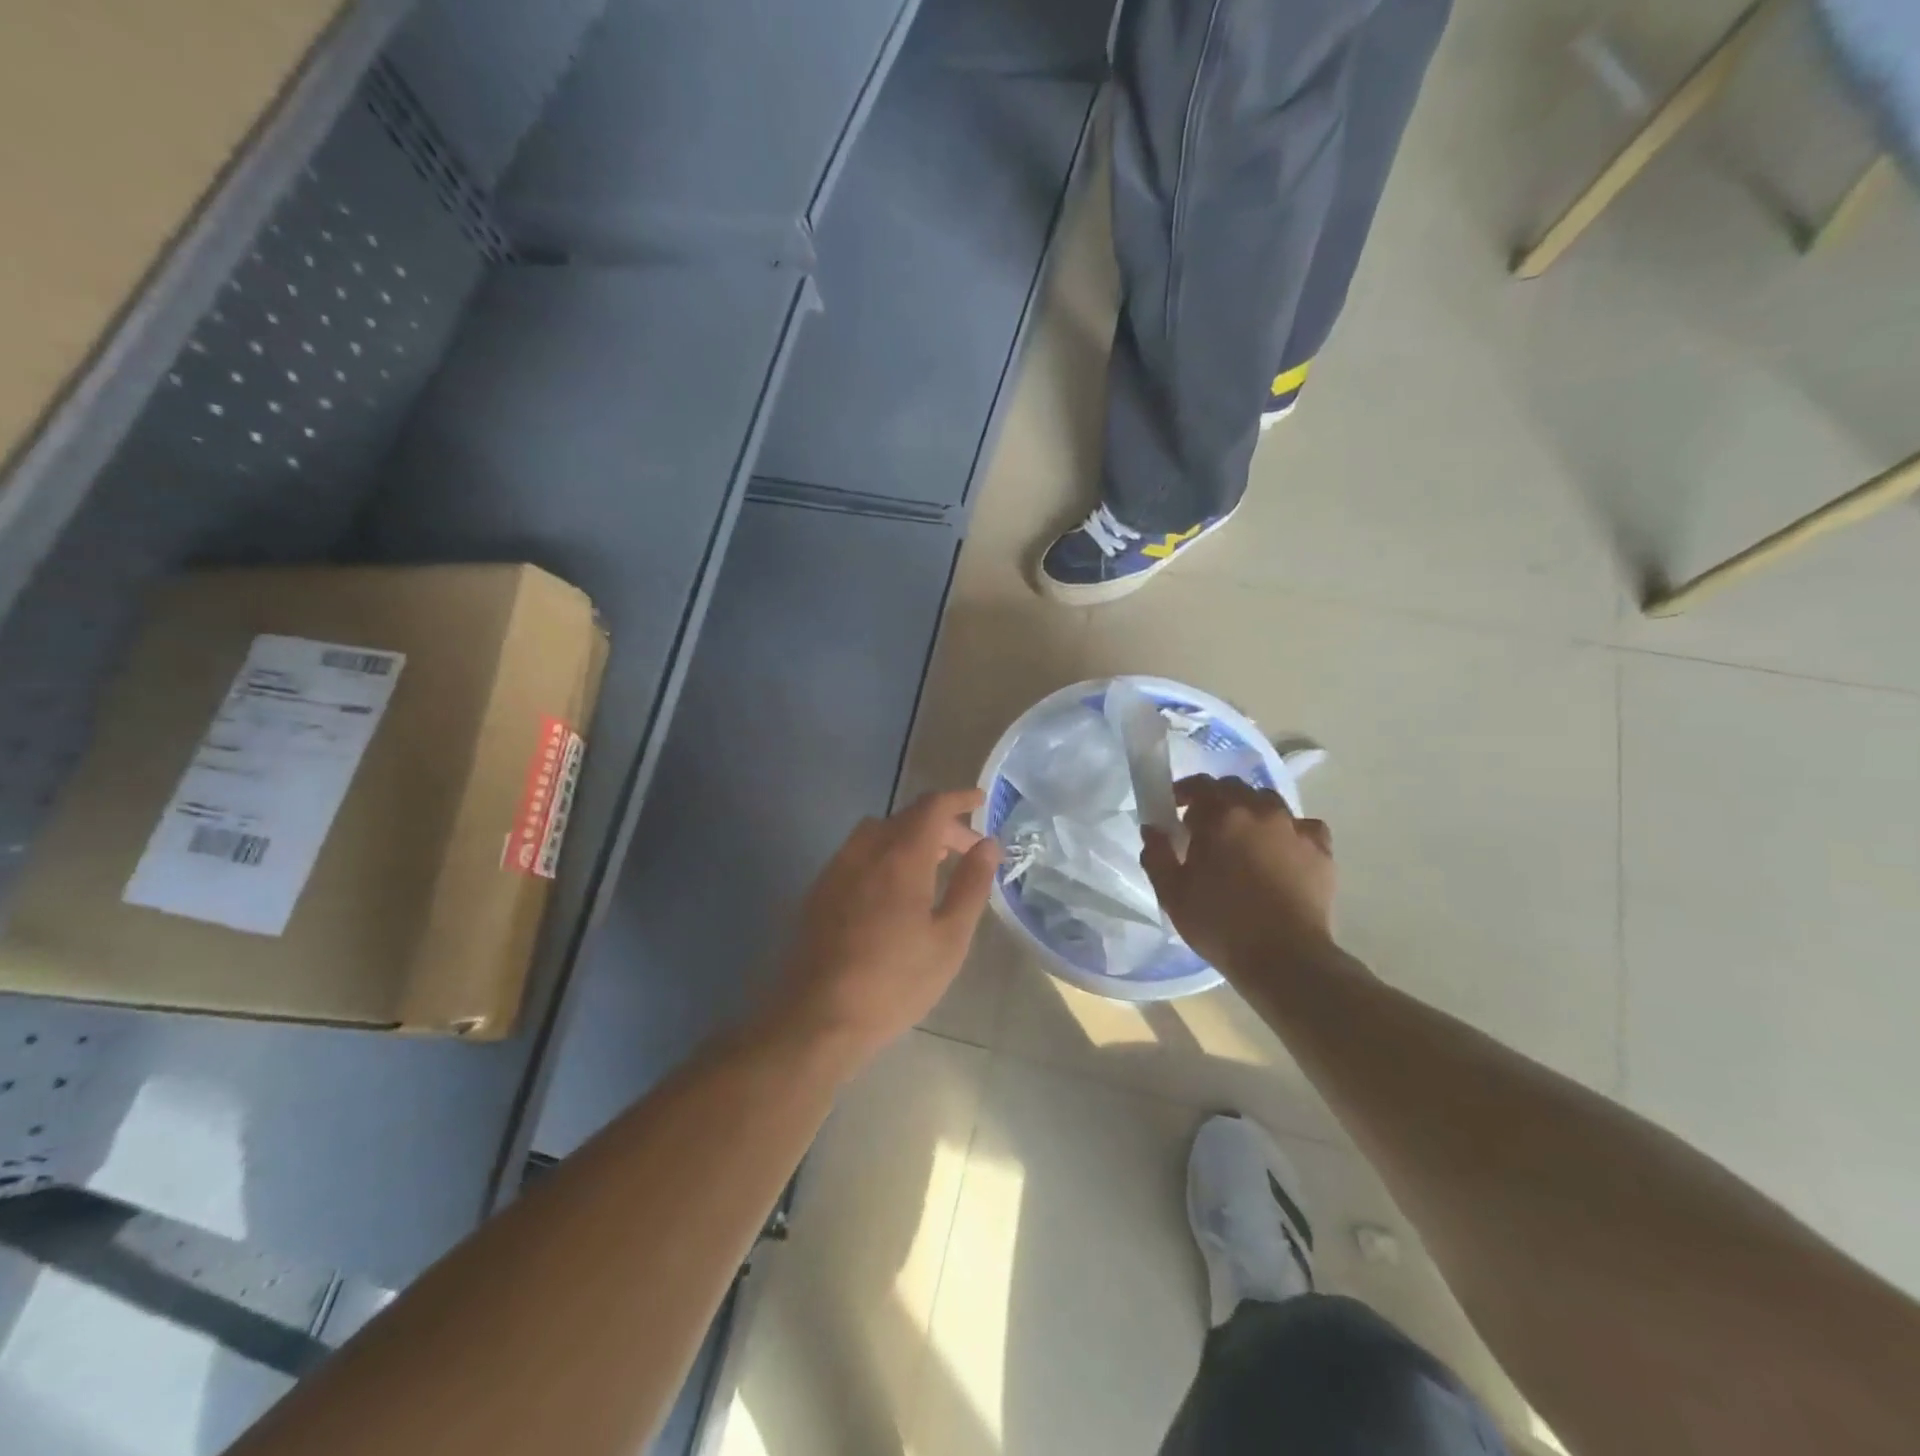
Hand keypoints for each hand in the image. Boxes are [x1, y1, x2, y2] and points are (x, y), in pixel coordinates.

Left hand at [770, 789, 999, 1072]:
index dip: (958, 798)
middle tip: (967, 851)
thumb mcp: (949, 939)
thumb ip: (970, 885)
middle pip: (906, 817)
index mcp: (901, 856)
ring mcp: (836, 868)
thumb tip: (987, 844)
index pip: (932, 806)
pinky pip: (857, 853)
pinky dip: (884, 853)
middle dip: (941, 825)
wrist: (816, 1017)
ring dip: (909, 837)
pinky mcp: (818, 890)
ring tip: (931, 866)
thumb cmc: (894, 982)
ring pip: (878, 832)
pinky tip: (892, 890)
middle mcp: (865, 850)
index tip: (980, 800)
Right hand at [1140, 776, 1337, 975]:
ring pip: (1269, 803)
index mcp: (1221, 817)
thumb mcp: (1172, 894)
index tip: (1174, 808)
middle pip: (1235, 789)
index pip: (1200, 785)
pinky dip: (1289, 832)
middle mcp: (1260, 812)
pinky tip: (1283, 851)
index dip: (1184, 792)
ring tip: (1244, 838)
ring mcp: (1295, 828)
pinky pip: (1303, 827)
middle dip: (1217, 800)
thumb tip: (1152, 829)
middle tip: (1204, 827)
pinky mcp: (1321, 851)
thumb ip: (1157, 855)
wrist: (1284, 958)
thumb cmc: (1219, 924)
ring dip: (1252, 812)